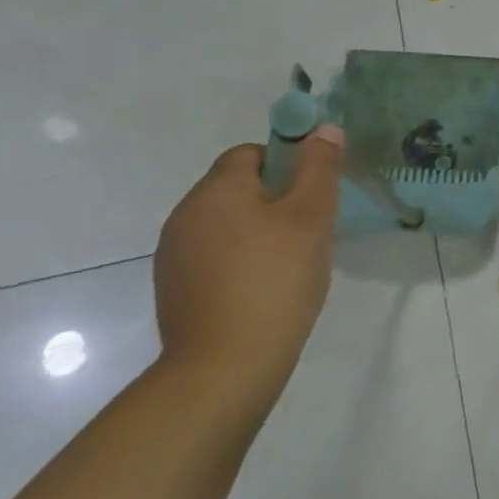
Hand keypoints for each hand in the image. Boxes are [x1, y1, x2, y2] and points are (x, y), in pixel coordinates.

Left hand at [152, 127, 343, 401]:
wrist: (224, 369)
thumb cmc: (275, 282)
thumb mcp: (311, 218)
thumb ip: (320, 169)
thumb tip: (325, 129)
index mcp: (215, 190)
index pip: (251, 153)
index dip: (288, 165)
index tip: (313, 197)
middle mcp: (185, 215)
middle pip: (238, 188)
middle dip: (277, 201)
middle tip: (311, 233)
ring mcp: (173, 255)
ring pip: (228, 224)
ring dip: (260, 233)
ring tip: (291, 266)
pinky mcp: (174, 289)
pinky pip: (215, 256)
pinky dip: (241, 262)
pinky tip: (265, 292)